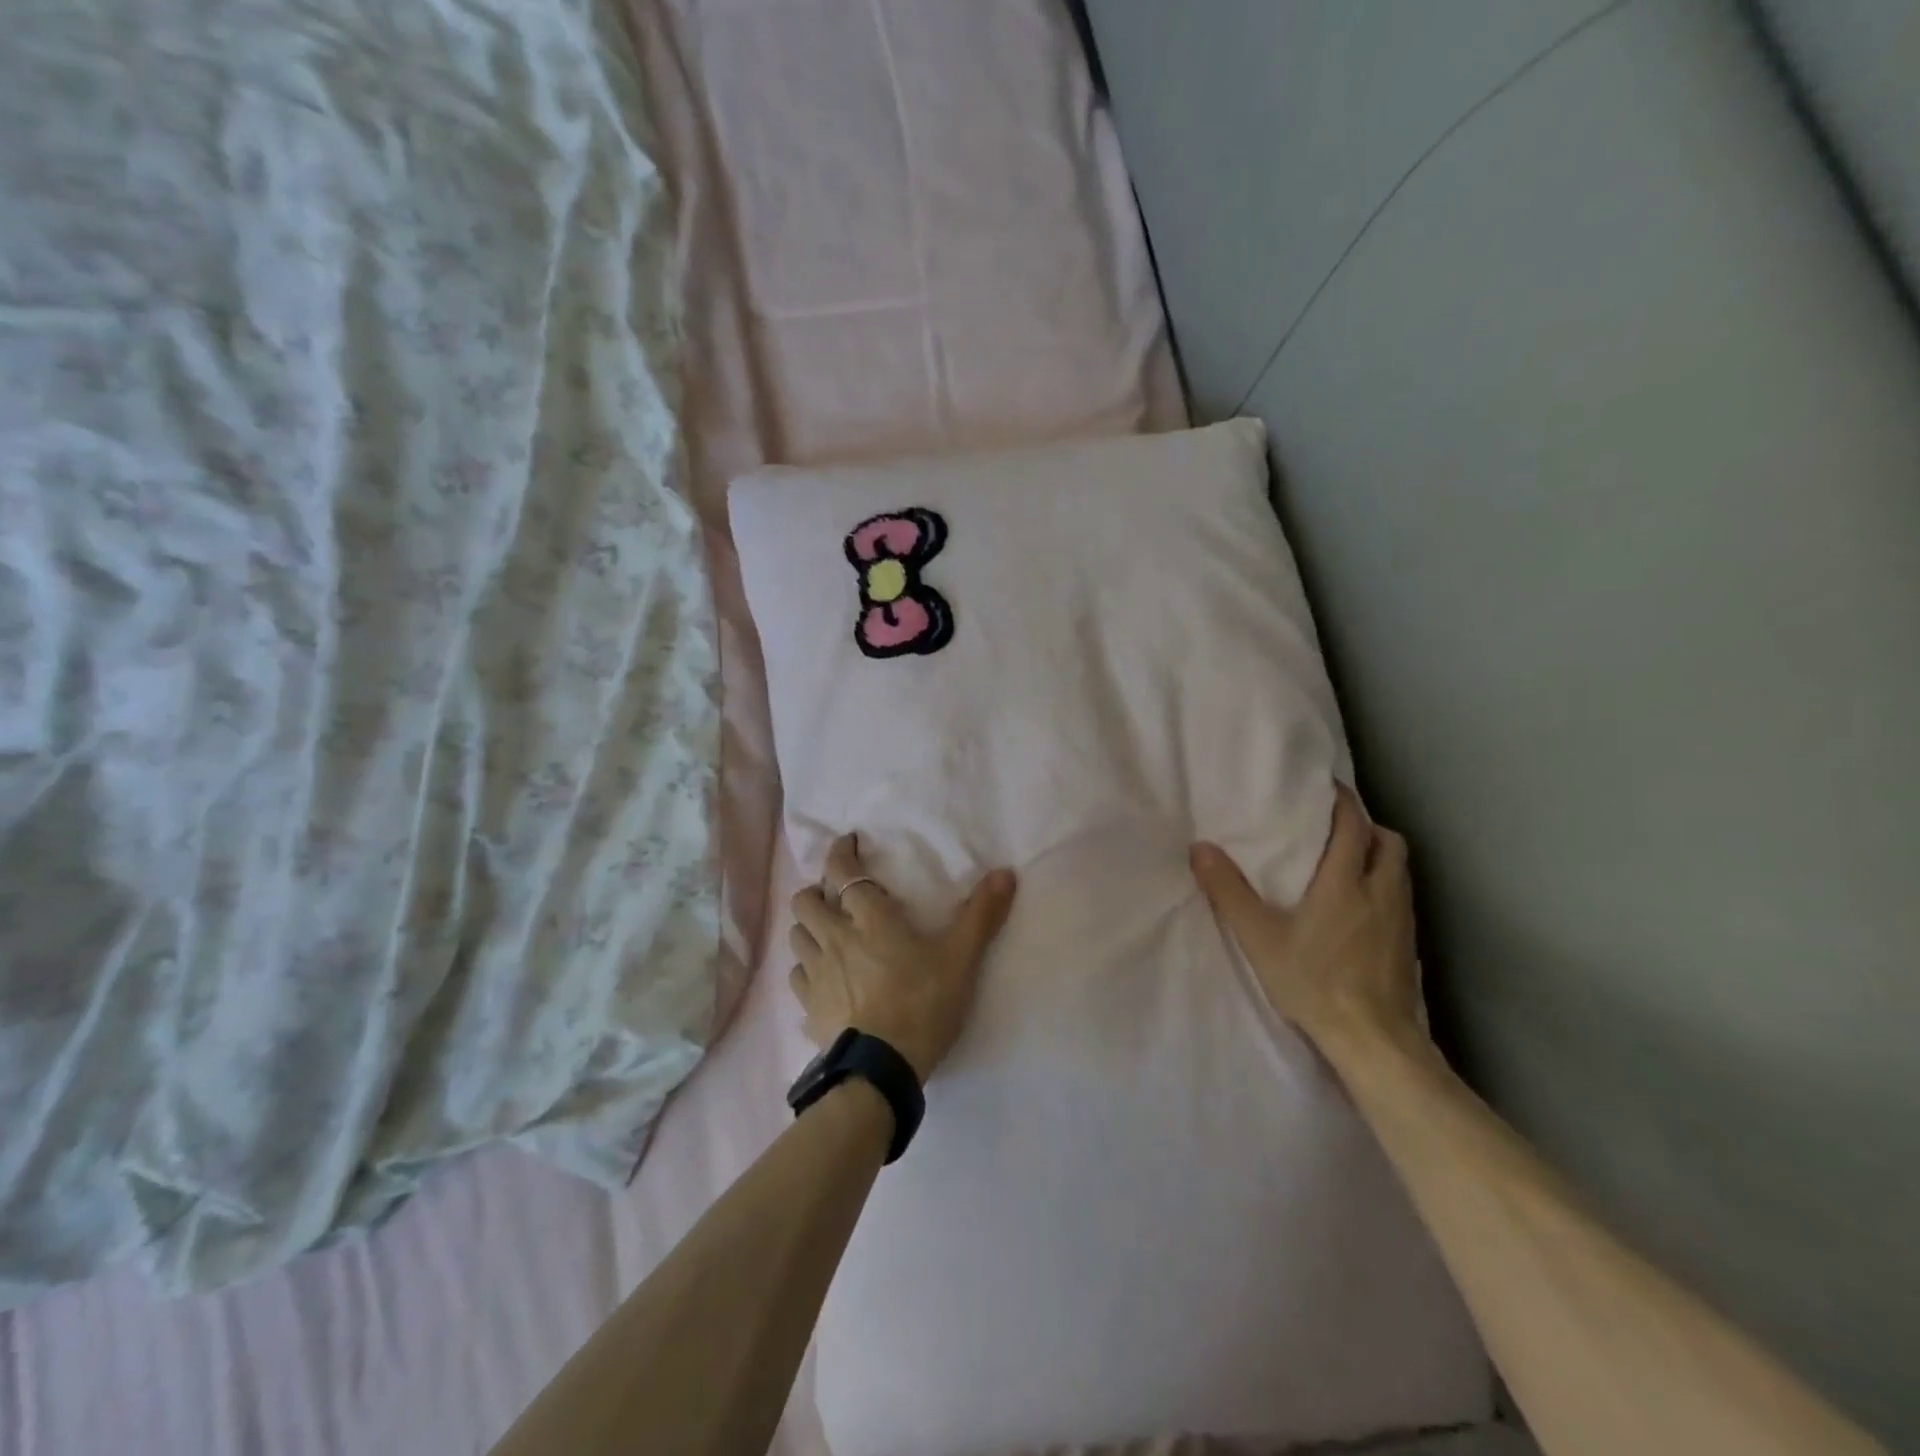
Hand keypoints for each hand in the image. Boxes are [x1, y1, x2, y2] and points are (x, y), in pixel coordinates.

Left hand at [788, 835, 1017, 1081]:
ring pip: (796, 937)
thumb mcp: (961, 958)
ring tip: (825, 933)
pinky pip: (796, 979)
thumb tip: (1005, 872)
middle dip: (815, 891)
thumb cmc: (923, 1004)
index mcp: (869, 920)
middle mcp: (834, 939)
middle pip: (805, 902)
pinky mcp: (809, 1009)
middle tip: (834, 896)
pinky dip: (805, 970)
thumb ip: (981, 914)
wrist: (881, 1071)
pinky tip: (820, 979)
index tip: (847, 843)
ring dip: (807, 928)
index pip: (844, 873)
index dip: (841, 853)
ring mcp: (815, 975)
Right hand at [1191, 783, 1425, 1053]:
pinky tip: (1361, 908)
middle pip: (1387, 842)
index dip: (1342, 800)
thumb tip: (1200, 848)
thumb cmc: (1313, 982)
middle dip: (1366, 826)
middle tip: (1336, 827)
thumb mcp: (1259, 937)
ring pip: (1399, 869)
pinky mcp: (1408, 945)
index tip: (1325, 786)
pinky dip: (1384, 886)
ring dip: (1378, 855)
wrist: (1373, 1040)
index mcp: (1345, 882)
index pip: (1353, 825)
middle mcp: (1380, 892)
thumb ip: (1228, 891)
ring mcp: (1401, 920)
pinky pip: (1401, 897)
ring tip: (1347, 862)